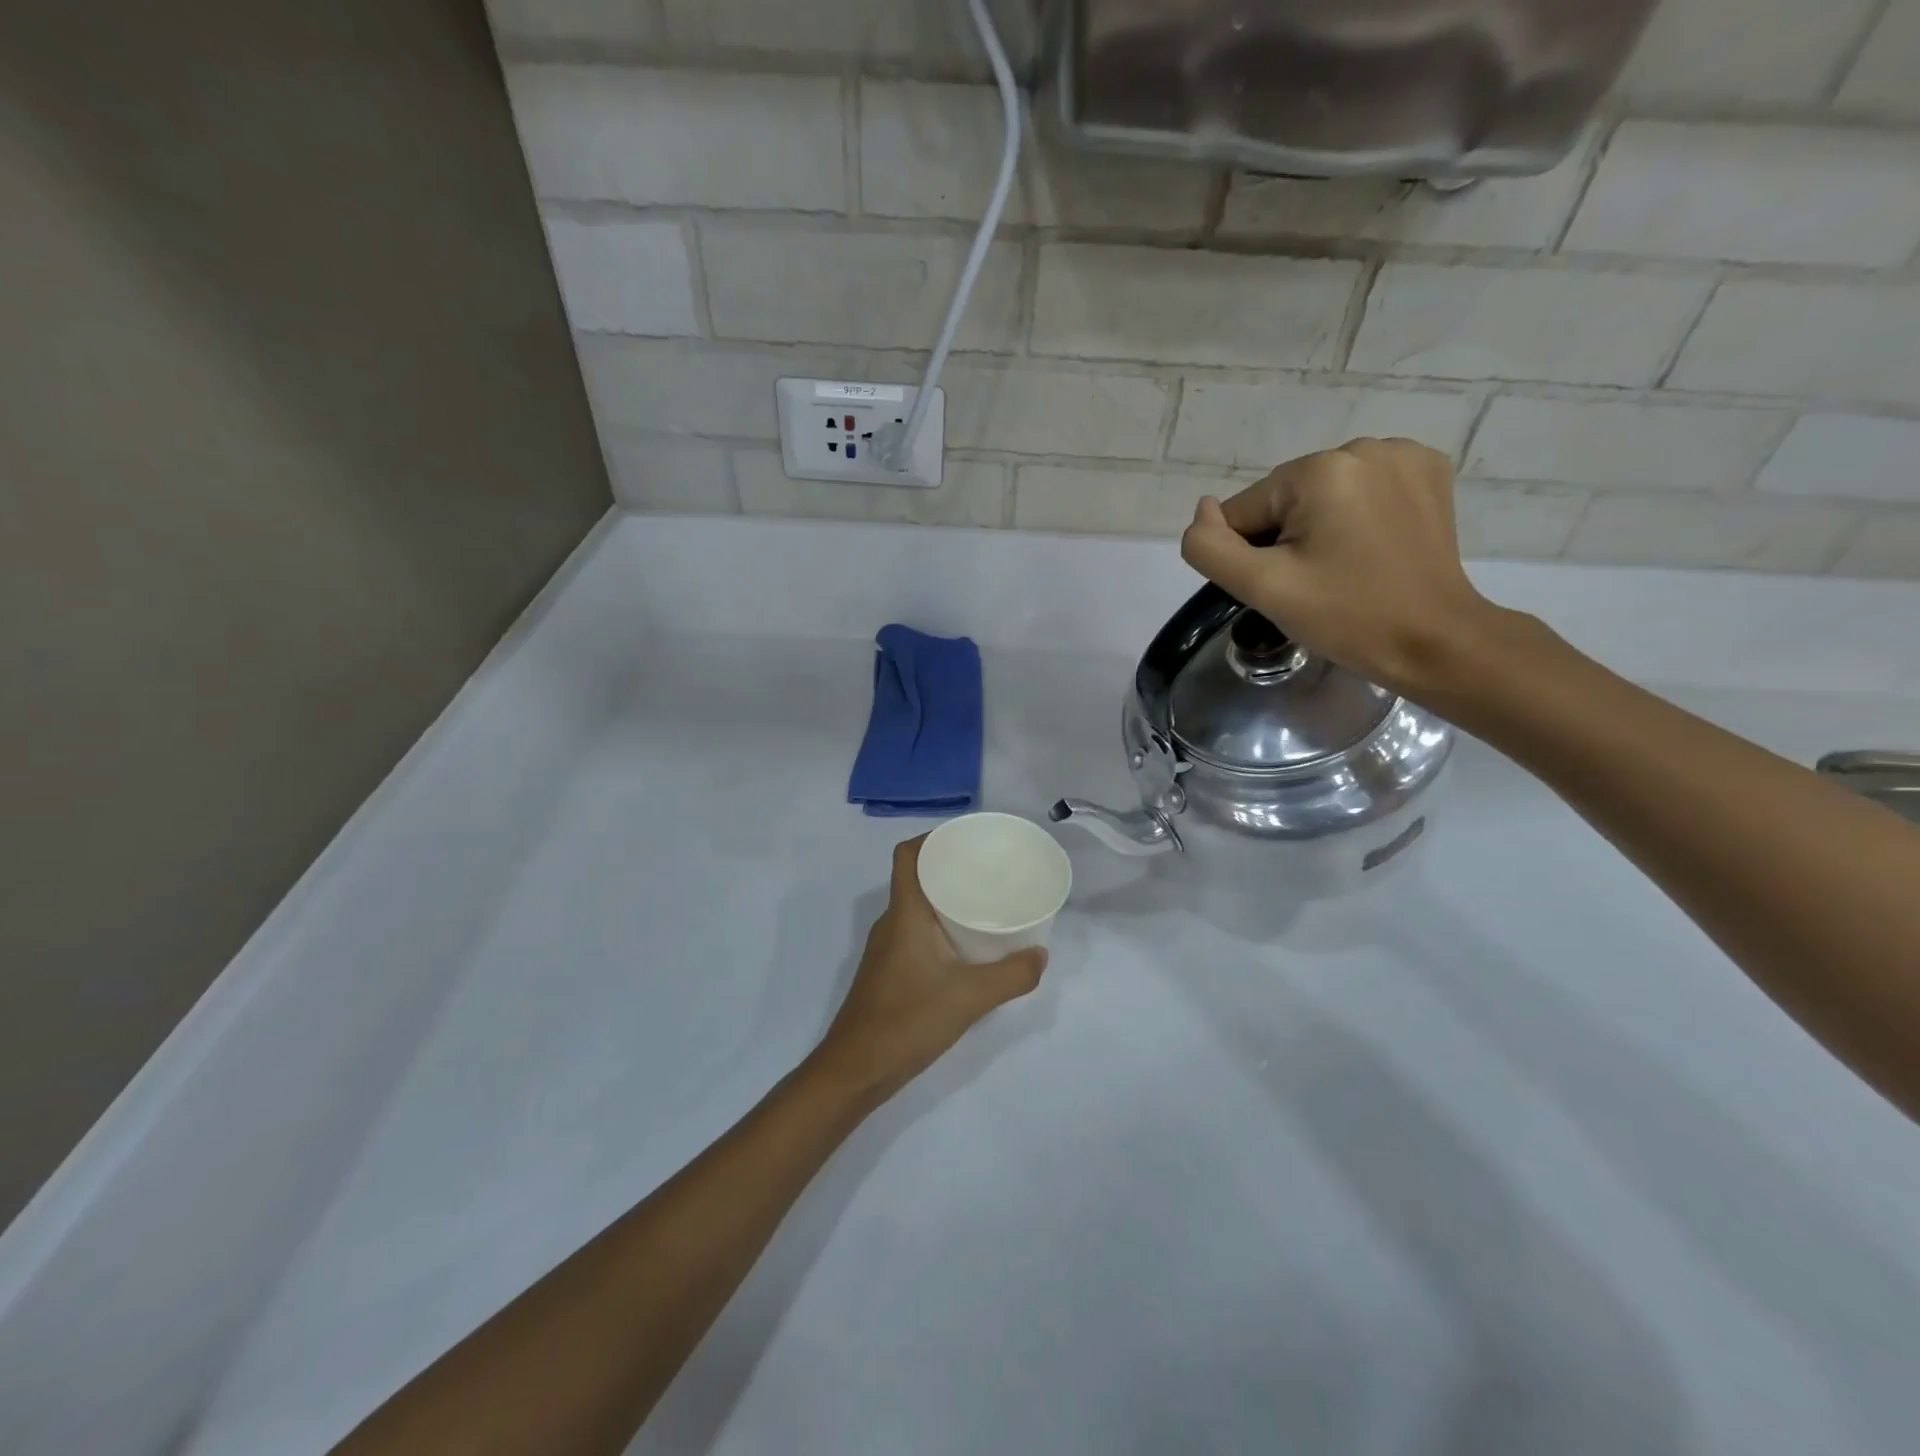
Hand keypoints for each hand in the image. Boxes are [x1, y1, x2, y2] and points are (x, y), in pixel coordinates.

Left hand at [812, 837, 1047, 1104]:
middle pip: (917, 877)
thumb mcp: (970, 997)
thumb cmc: (908, 1020)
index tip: (968, 838)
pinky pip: (916, 932)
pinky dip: (940, 927)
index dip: (933, 837)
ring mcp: (887, 948)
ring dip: (946, 899)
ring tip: (985, 902)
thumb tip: (1041, 955)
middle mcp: (892, 922)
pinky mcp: (889, 971)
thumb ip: (1011, 975)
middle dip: (950, 867)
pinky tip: (967, 946)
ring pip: (917, 907)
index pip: (908, 855)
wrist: (856, 1069)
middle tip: (989, 869)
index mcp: (905, 913)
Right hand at [1179, 437, 1501, 698]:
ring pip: (1319, 494)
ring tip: (1343, 567)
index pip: (1244, 511)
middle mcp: (1362, 446)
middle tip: (1314, 583)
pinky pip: (1360, 489)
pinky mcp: (1427, 472)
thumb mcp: (1263, 588)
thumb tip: (1202, 510)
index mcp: (1320, 471)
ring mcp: (1402, 455)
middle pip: (1283, 499)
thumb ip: (1212, 547)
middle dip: (1286, 539)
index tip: (1288, 587)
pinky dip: (1354, 515)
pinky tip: (1370, 546)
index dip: (1251, 556)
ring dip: (1317, 527)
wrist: (1435, 642)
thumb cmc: (1346, 618)